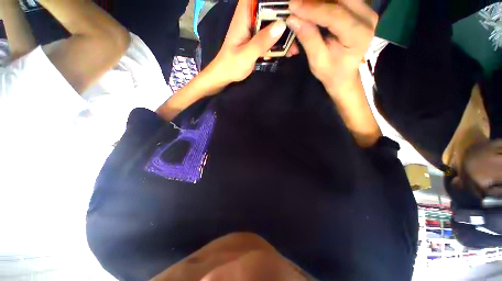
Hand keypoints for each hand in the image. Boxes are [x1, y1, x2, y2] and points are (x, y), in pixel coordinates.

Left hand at [208, 0, 287, 83]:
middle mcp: (251, 18)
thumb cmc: (231, 65)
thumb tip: (282, 25)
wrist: (226, 75)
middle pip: (271, 8)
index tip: (291, 6)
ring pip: (273, 22)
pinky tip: (287, 51)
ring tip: (294, 47)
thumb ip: (261, 41)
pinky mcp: (258, 38)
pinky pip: (271, 35)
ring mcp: (255, 28)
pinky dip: (280, 42)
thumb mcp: (246, 55)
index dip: (275, 1)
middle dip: (285, 17)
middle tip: (297, 30)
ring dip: (285, 33)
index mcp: (244, 15)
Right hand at [286, 0, 377, 90]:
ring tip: (303, 10)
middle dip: (316, 0)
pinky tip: (312, 10)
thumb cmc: (331, 72)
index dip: (312, 9)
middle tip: (298, 6)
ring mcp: (365, 10)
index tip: (292, 6)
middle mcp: (367, 17)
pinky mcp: (360, 8)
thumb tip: (293, 19)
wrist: (345, 75)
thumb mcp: (317, 61)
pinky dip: (324, 3)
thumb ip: (308, 39)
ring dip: (319, 1)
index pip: (335, 14)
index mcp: (358, 35)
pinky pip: (340, 0)